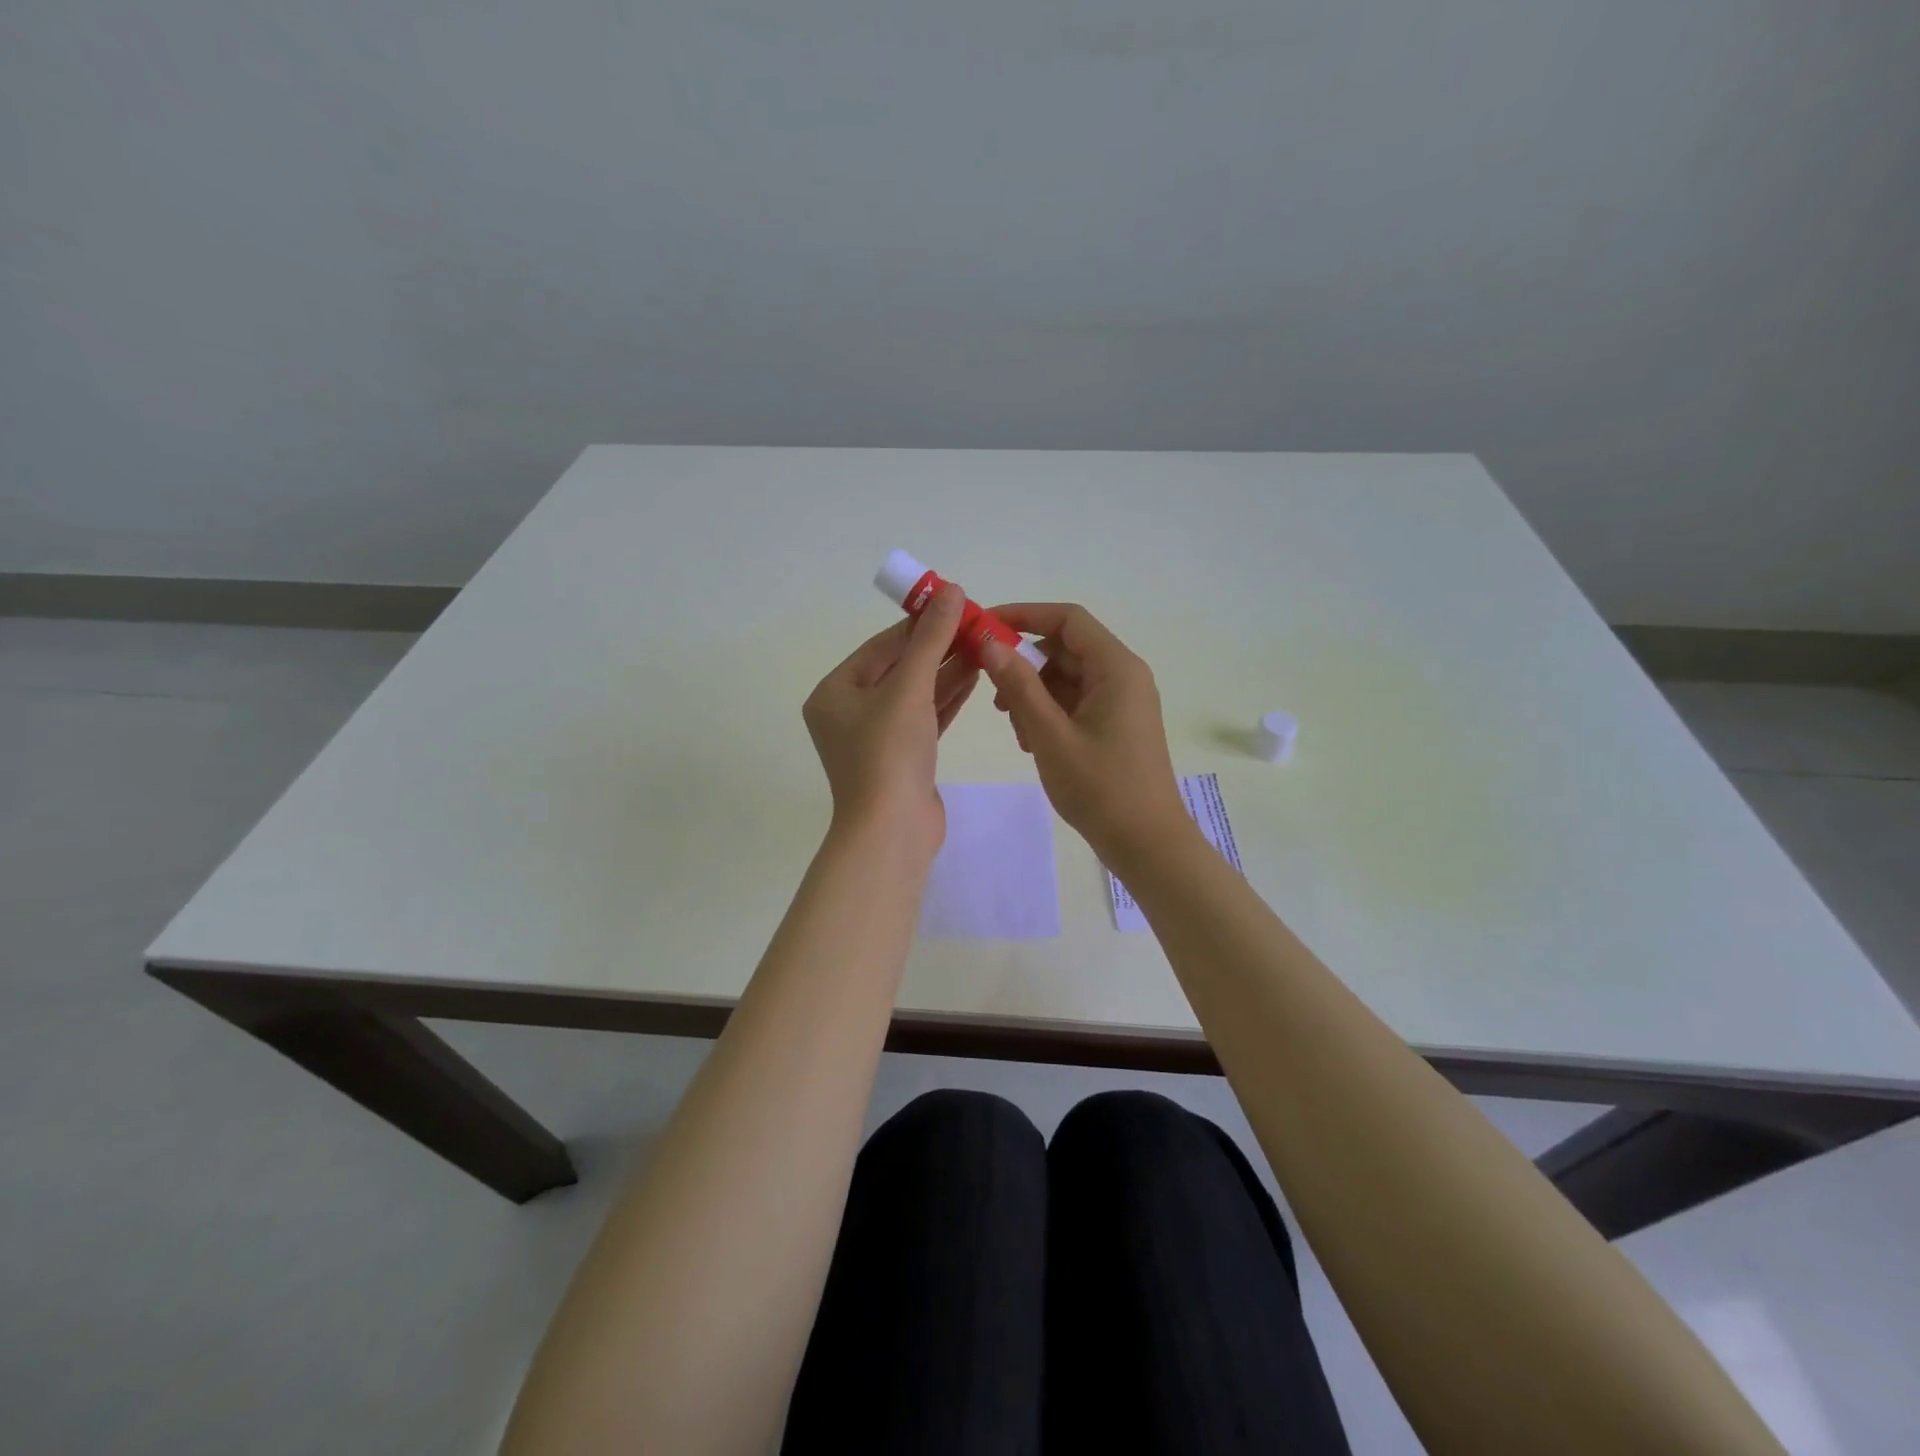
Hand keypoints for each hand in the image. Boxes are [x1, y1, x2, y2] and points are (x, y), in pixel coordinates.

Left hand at [803, 584, 976, 855]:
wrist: (892, 831)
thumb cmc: (888, 753)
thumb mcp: (909, 689)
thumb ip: (931, 639)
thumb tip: (952, 591)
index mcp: (834, 693)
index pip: (881, 647)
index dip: (919, 624)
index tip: (955, 604)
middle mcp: (850, 712)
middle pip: (899, 669)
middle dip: (938, 648)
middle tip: (976, 625)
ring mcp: (876, 738)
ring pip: (916, 694)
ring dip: (948, 671)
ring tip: (984, 646)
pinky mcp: (903, 758)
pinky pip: (925, 717)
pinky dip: (948, 698)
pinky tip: (976, 677)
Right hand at [978, 603, 1188, 862]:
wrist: (1147, 844)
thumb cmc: (1101, 788)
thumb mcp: (1050, 735)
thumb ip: (1019, 686)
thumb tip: (989, 642)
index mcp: (1116, 668)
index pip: (1067, 619)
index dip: (1024, 615)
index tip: (985, 627)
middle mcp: (1123, 676)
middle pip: (1066, 649)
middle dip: (1025, 664)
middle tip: (992, 694)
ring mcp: (1122, 702)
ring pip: (1067, 678)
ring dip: (1034, 694)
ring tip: (1015, 729)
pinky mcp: (1116, 724)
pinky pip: (1076, 702)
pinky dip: (1049, 713)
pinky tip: (1032, 742)